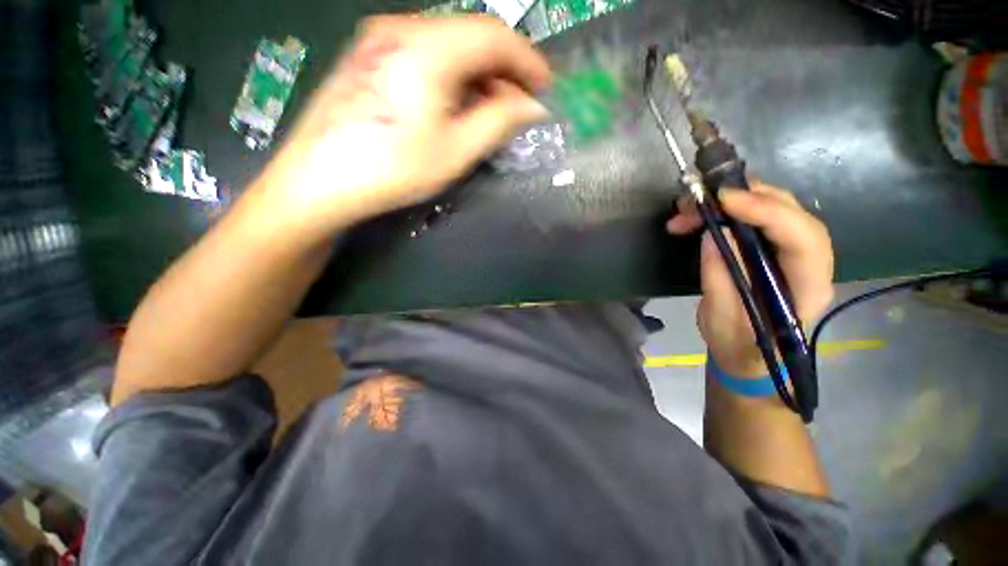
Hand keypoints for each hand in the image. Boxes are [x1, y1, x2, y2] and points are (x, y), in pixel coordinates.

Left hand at [251, 15, 551, 238]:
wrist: (319, 180)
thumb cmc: (393, 168)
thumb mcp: (456, 149)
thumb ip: (499, 121)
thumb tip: (532, 107)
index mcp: (429, 45)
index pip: (495, 35)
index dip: (527, 60)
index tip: (545, 87)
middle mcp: (403, 28)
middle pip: (470, 36)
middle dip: (504, 71)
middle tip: (519, 107)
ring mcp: (381, 39)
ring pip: (448, 46)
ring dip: (478, 75)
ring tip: (491, 111)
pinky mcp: (369, 57)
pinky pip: (425, 56)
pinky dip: (452, 77)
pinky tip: (456, 105)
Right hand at [667, 182, 833, 376]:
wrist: (745, 354)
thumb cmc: (738, 346)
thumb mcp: (723, 320)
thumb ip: (720, 279)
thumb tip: (712, 235)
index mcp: (807, 287)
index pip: (802, 237)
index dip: (766, 212)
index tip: (722, 201)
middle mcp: (809, 262)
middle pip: (790, 213)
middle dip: (743, 199)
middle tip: (697, 201)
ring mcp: (790, 252)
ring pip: (771, 209)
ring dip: (728, 203)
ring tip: (686, 211)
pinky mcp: (771, 249)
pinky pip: (754, 218)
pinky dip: (724, 212)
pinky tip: (696, 218)